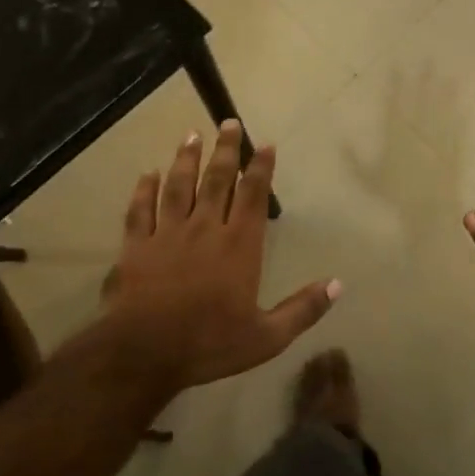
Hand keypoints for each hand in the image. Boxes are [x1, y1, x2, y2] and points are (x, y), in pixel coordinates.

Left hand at [100, 122, 338, 391]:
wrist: (143, 353)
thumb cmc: (209, 343)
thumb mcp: (266, 337)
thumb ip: (303, 309)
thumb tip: (338, 284)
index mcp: (238, 245)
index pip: (253, 195)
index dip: (260, 168)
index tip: (265, 144)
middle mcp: (204, 229)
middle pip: (216, 180)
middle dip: (226, 150)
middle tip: (229, 122)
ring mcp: (167, 234)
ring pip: (178, 186)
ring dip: (186, 159)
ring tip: (192, 135)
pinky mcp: (136, 247)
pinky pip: (140, 211)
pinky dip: (144, 190)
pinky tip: (148, 174)